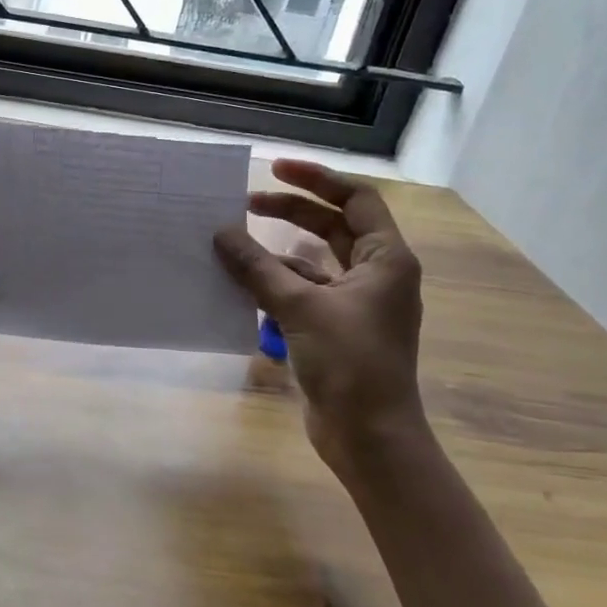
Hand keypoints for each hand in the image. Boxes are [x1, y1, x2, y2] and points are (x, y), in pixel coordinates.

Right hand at [214, 161, 425, 477]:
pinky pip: (303, 291)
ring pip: (314, 261)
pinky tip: (242, 286)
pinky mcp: (336, 328)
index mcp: (385, 260)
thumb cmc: (349, 363)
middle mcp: (376, 275)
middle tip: (245, 204)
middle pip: (332, 226)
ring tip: (234, 246)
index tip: (274, 169)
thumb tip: (220, 233)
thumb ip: (257, 267)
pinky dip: (275, 283)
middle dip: (291, 211)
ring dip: (277, 252)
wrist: (370, 437)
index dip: (316, 179)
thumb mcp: (299, 306)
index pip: (356, 199)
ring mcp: (357, 304)